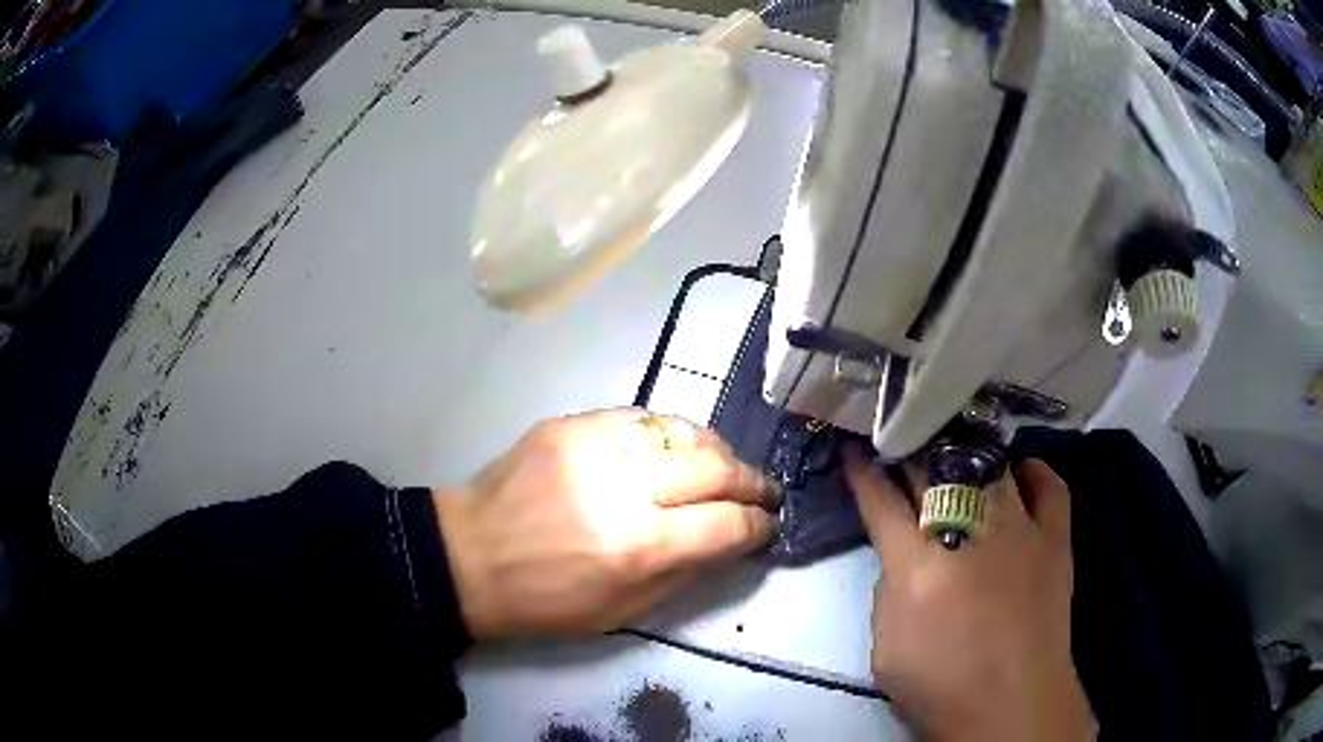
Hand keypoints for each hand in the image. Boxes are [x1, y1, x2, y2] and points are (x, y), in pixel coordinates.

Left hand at [434, 409, 779, 638]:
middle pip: (714, 466)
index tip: (769, 525)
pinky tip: (674, 450)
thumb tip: (730, 539)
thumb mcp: (622, 612)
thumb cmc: (545, 600)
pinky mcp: (570, 423)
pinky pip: (640, 417)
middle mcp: (622, 487)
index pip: (725, 524)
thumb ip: (685, 571)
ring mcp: (593, 445)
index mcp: (636, 547)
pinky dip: (670, 434)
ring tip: (725, 467)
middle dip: (751, 480)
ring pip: (682, 430)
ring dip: (717, 449)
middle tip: (763, 491)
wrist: (468, 557)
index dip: (758, 525)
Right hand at [845, 449, 1094, 741]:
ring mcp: (1019, 530)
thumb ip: (888, 596)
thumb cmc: (941, 687)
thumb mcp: (885, 651)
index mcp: (918, 567)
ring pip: (991, 467)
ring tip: (957, 449)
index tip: (854, 451)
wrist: (1011, 704)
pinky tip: (1019, 474)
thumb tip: (902, 562)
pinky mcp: (1054, 539)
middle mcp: (969, 533)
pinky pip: (1049, 487)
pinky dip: (1033, 473)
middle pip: (934, 473)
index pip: (881, 502)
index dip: (863, 473)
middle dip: (911, 452)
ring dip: (968, 455)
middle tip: (902, 440)